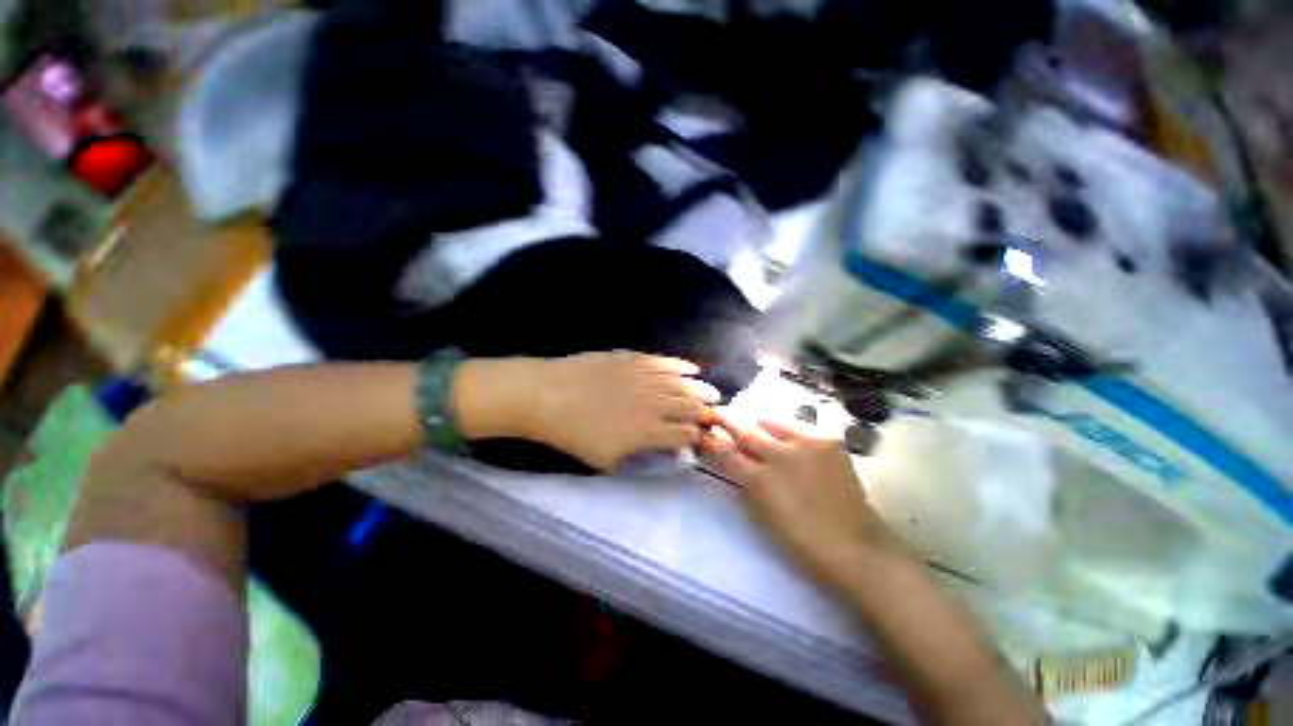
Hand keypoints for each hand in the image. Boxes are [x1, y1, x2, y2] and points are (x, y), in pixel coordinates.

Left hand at [526, 351, 719, 470]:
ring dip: (700, 389)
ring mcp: (645, 377)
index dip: (698, 436)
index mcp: (648, 430)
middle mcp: (653, 402)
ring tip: (712, 393)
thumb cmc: (575, 434)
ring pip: (682, 383)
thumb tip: (663, 454)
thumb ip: (639, 459)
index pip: (684, 434)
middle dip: (706, 412)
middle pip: (689, 406)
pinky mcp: (634, 359)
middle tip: (716, 414)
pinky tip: (691, 367)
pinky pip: (664, 362)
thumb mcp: (606, 461)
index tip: (703, 438)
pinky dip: (681, 366)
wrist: (548, 394)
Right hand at [700, 414, 901, 588]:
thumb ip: (745, 483)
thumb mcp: (762, 515)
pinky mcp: (828, 442)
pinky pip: (799, 430)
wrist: (856, 546)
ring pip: (773, 423)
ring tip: (757, 426)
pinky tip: (790, 442)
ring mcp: (808, 444)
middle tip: (719, 413)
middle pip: (746, 431)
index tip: (704, 433)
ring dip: (760, 425)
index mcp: (761, 480)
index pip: (728, 453)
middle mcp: (781, 455)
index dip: (714, 442)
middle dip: (729, 420)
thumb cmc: (802, 540)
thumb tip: (735, 461)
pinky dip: (789, 434)